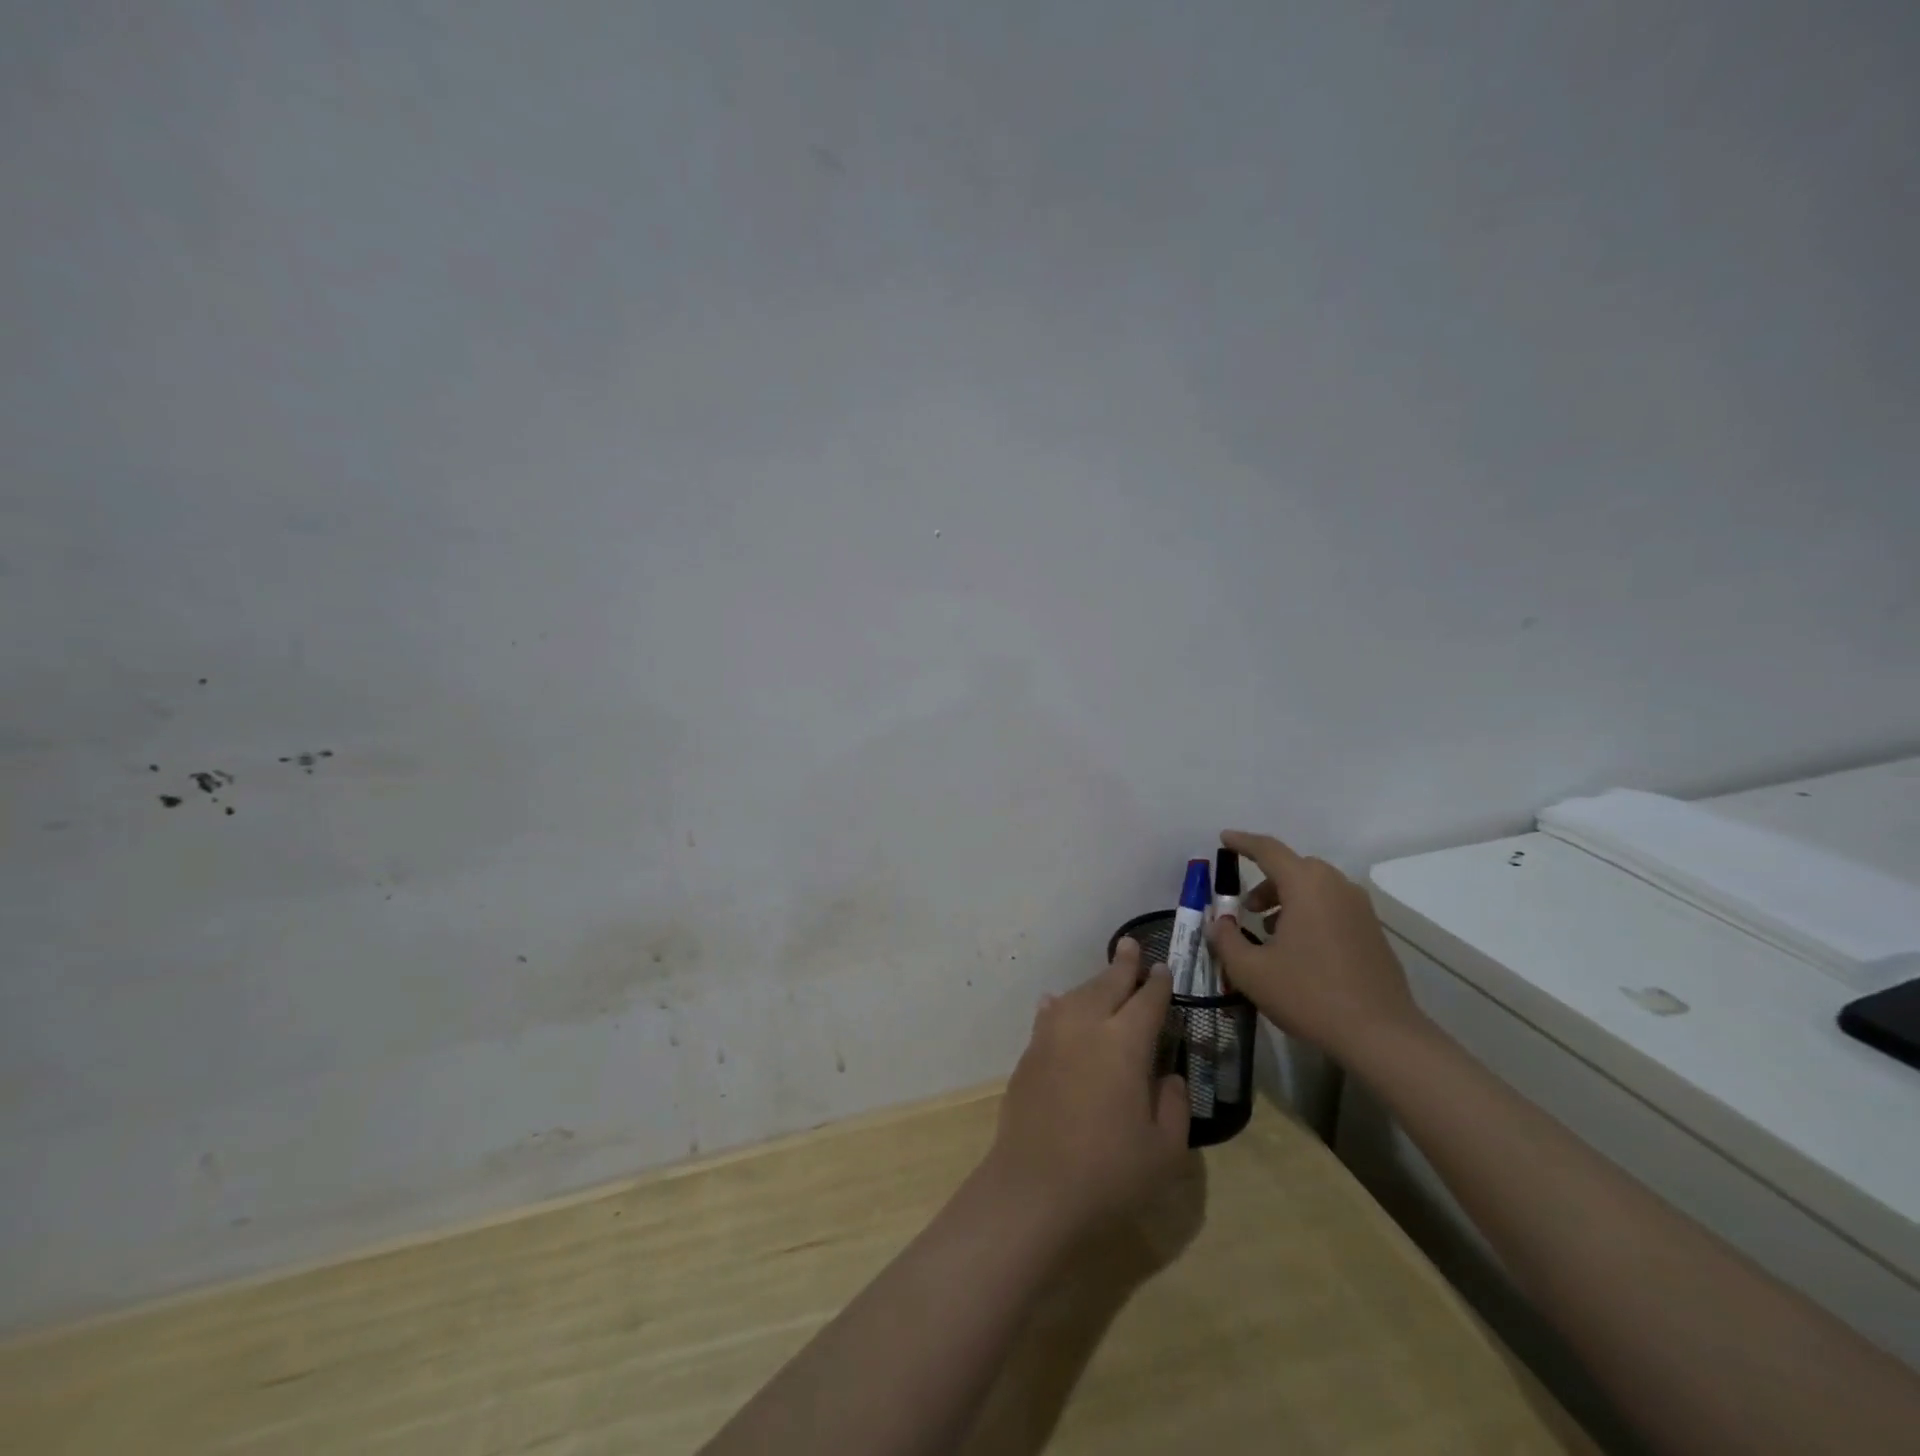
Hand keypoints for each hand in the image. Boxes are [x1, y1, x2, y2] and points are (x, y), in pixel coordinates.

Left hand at [984, 939, 1189, 1236]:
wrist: (1034, 1189)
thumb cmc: (1109, 1173)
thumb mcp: (1164, 1149)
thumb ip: (1173, 1105)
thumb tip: (1168, 1076)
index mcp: (1125, 1043)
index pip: (1147, 1001)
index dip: (1158, 984)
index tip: (1164, 969)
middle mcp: (1086, 1026)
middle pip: (1107, 985)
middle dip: (1123, 965)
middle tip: (1131, 947)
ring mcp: (1052, 1037)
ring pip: (1076, 995)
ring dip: (1093, 984)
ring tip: (1104, 979)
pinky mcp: (1029, 1055)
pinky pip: (1049, 1016)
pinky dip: (1059, 1005)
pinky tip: (1056, 1003)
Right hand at [1206, 830, 1426, 1062]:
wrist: (1381, 1035)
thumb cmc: (1309, 994)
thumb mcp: (1251, 971)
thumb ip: (1225, 940)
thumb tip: (1217, 922)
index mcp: (1306, 885)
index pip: (1268, 850)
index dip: (1243, 842)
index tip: (1224, 839)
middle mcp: (1336, 887)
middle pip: (1294, 868)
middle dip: (1265, 880)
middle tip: (1244, 907)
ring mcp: (1360, 909)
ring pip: (1315, 888)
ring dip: (1288, 898)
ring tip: (1269, 930)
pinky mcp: (1373, 932)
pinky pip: (1333, 906)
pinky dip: (1309, 913)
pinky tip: (1298, 948)